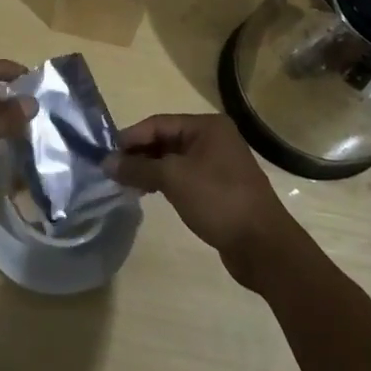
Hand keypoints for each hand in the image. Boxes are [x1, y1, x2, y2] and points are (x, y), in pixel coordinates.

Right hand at [107, 114, 300, 287]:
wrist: (264, 247)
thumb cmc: (218, 200)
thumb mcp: (173, 178)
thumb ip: (138, 167)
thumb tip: (107, 162)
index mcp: (207, 126)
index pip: (159, 123)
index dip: (131, 137)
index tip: (106, 154)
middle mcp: (214, 139)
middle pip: (166, 140)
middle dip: (139, 154)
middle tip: (112, 171)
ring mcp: (218, 165)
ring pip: (174, 160)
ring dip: (150, 169)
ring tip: (125, 183)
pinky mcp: (219, 189)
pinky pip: (184, 177)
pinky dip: (164, 182)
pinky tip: (147, 192)